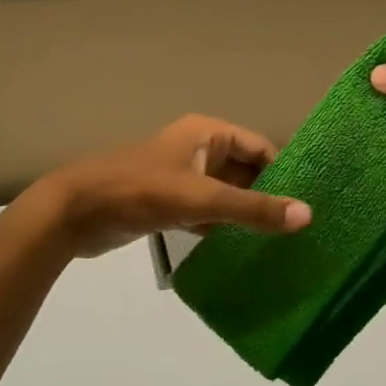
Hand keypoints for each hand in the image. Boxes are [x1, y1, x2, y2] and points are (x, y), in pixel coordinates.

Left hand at [31, 115, 312, 258]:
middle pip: (245, 171)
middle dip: (269, 196)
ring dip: (247, 215)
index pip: (260, 147)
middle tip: (301, 229)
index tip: (309, 204)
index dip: (285, 172)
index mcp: (207, 133)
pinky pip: (208, 213)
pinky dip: (224, 228)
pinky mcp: (169, 204)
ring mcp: (183, 178)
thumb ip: (254, 209)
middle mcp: (199, 150)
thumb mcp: (202, 199)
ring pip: (226, 194)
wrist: (76, 212)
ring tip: (283, 243)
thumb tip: (308, 216)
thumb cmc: (142, 192)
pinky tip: (245, 252)